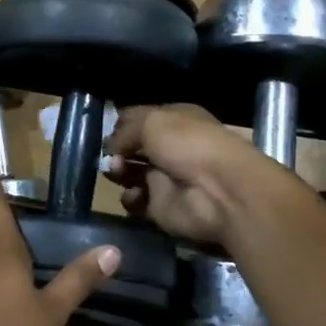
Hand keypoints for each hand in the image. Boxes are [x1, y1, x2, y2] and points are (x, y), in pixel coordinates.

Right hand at [105, 103, 283, 248]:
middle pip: (131, 148)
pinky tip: (136, 194)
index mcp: (173, 121)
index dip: (121, 124)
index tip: (105, 130)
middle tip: (109, 155)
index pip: (139, 118)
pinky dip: (131, 198)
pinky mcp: (161, 206)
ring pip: (129, 173)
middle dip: (115, 150)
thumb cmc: (188, 145)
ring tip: (118, 172)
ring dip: (118, 172)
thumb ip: (123, 132)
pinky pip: (136, 201)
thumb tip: (110, 148)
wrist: (219, 191)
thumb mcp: (152, 122)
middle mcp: (169, 148)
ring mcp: (165, 178)